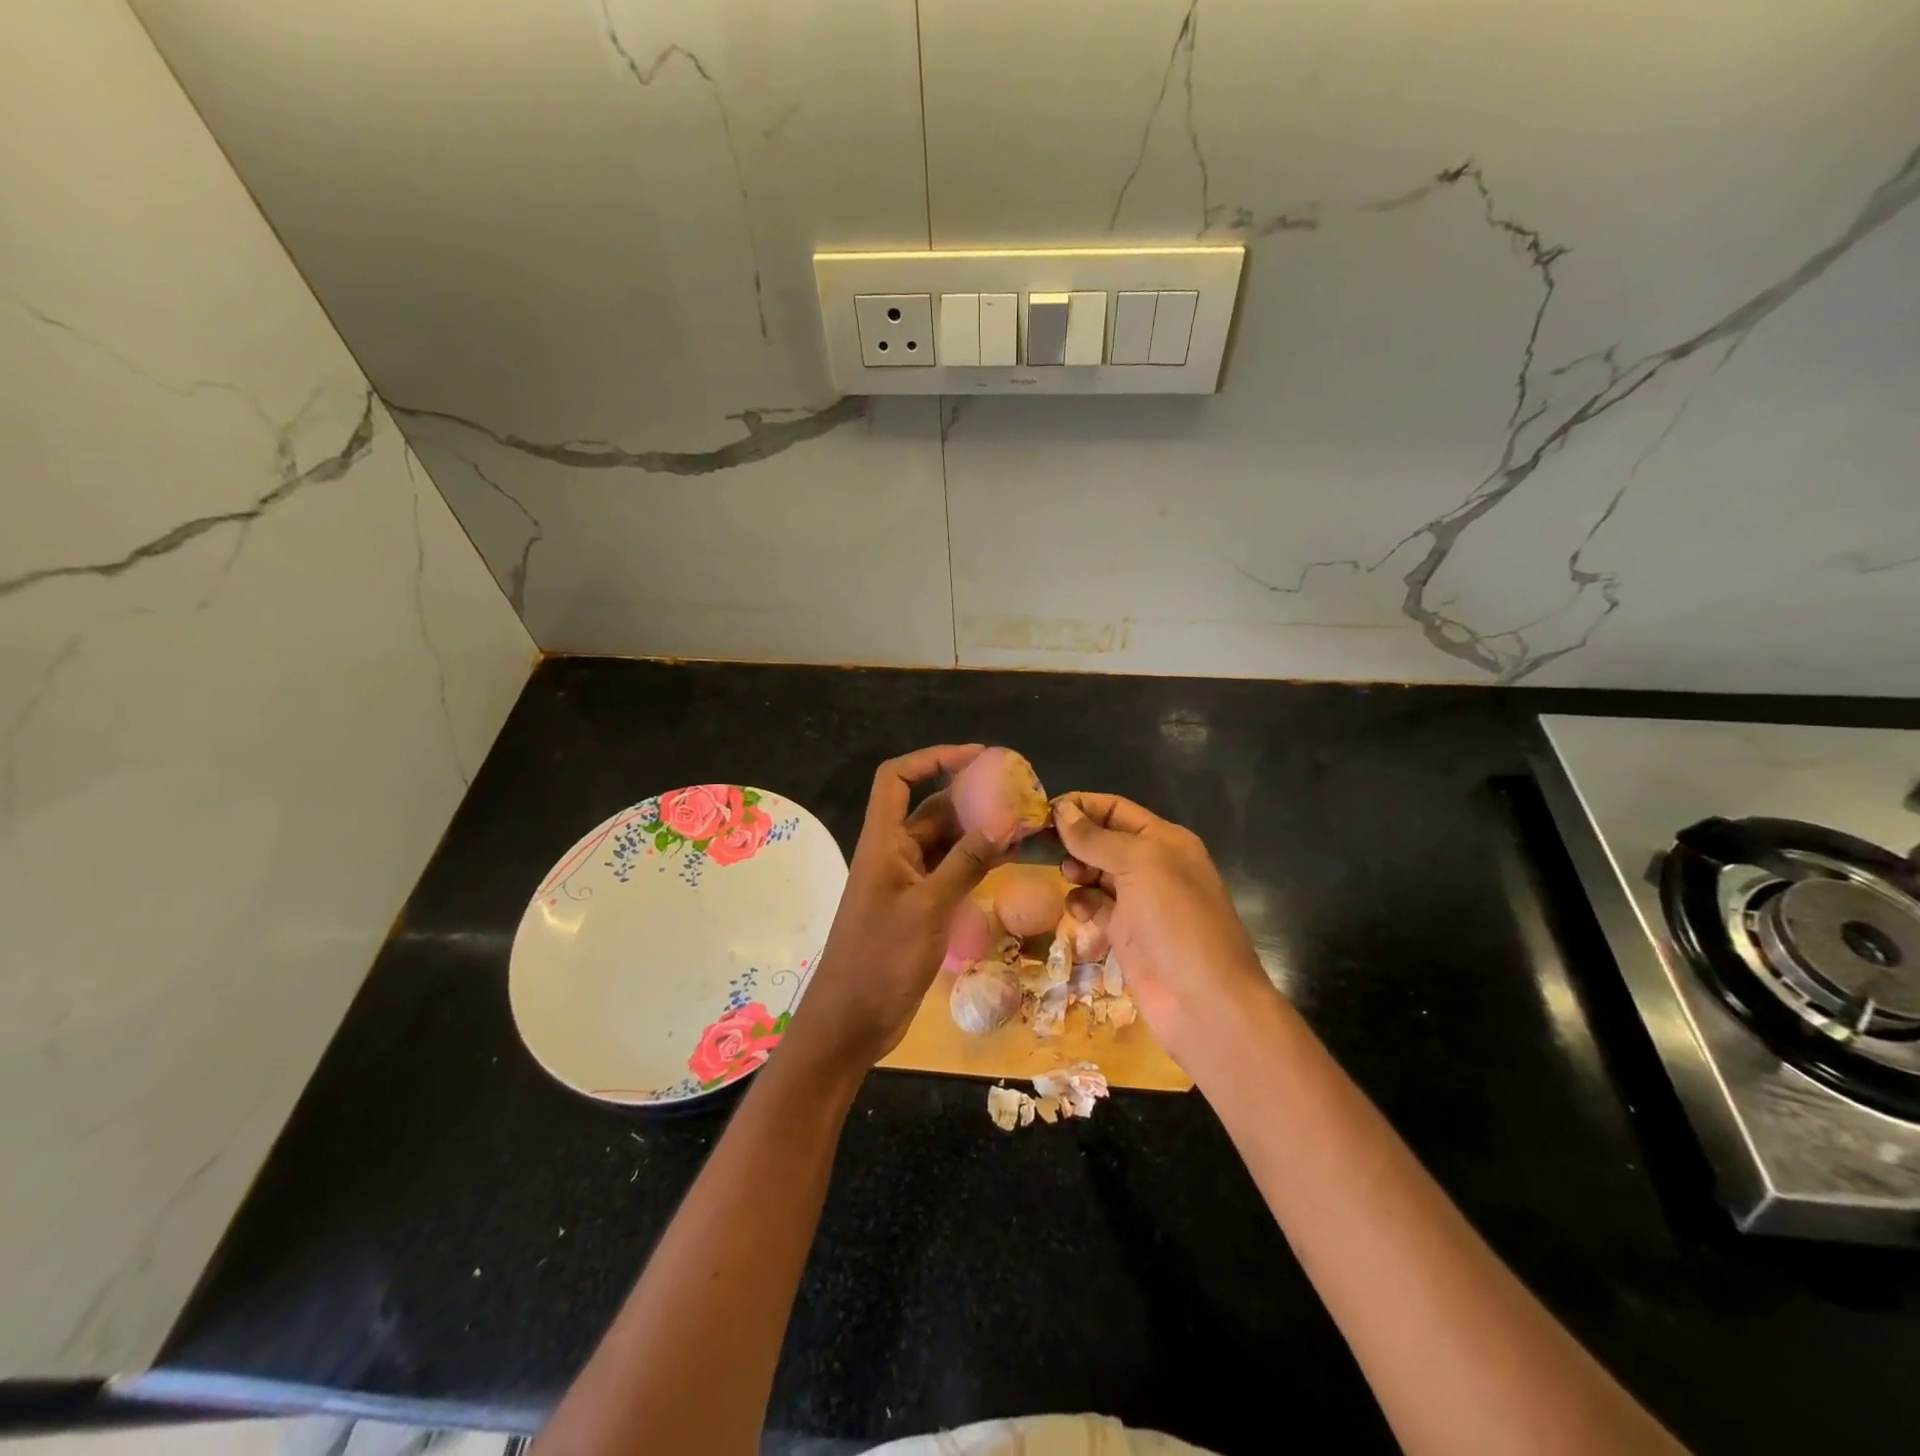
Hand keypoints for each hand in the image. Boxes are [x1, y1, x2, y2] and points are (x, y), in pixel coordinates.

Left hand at [781, 745, 1008, 1072]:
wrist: (852, 1022)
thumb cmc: (880, 960)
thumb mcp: (928, 908)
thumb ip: (966, 863)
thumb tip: (1005, 820)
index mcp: (883, 842)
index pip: (897, 779)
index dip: (932, 758)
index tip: (975, 756)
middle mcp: (895, 853)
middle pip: (930, 808)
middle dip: (970, 796)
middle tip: (1017, 793)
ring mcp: (908, 881)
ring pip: (946, 841)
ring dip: (979, 830)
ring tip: (1023, 823)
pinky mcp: (920, 907)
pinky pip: (951, 871)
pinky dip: (976, 861)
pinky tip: (1008, 859)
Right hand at [1054, 792, 1277, 1073]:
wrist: (1204, 1002)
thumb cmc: (1177, 921)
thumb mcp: (1140, 865)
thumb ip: (1097, 838)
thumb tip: (1062, 809)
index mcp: (1165, 840)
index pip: (1116, 809)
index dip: (1082, 806)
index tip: (1043, 813)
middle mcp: (1154, 866)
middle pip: (1104, 841)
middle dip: (1076, 840)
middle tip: (1045, 847)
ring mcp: (1141, 903)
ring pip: (1097, 874)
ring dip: (1078, 872)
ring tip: (1067, 878)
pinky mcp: (1127, 935)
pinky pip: (1096, 908)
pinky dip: (1083, 905)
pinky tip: (1079, 912)